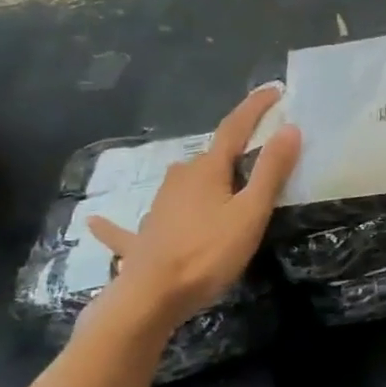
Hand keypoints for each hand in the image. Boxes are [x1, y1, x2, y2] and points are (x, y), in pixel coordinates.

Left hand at [87, 86, 301, 329]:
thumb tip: (290, 128)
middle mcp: (178, 179)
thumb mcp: (251, 213)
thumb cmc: (209, 252)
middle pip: (210, 158)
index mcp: (207, 170)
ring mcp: (157, 207)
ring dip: (199, 180)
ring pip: (182, 184)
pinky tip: (95, 221)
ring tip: (218, 184)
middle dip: (232, 151)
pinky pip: (131, 227)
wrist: (152, 296)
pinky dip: (120, 222)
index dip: (255, 108)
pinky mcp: (141, 238)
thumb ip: (271, 172)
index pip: (235, 128)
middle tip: (256, 154)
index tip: (275, 90)